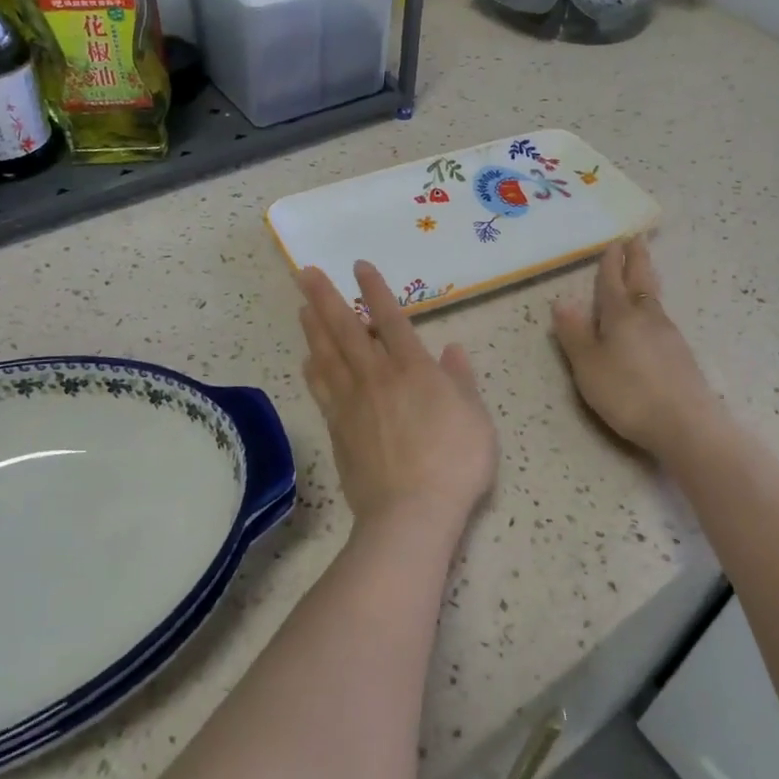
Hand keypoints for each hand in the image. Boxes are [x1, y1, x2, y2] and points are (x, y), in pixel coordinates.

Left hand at [297, 261, 498, 536]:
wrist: (411, 512)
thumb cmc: (455, 462)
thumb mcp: (476, 417)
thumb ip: (461, 380)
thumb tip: (452, 349)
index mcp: (413, 369)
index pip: (391, 319)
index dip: (375, 290)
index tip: (359, 266)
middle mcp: (377, 377)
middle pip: (346, 329)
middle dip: (326, 297)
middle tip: (305, 272)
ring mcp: (352, 402)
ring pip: (327, 355)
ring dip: (314, 328)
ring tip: (302, 307)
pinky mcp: (338, 428)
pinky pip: (321, 391)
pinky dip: (312, 371)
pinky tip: (306, 361)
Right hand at [552, 237, 726, 463]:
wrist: (686, 425)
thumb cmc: (628, 393)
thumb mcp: (589, 366)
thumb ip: (575, 334)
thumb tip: (562, 301)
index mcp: (620, 316)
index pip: (612, 282)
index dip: (610, 263)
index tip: (613, 242)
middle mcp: (647, 317)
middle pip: (641, 281)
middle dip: (636, 260)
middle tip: (636, 239)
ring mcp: (668, 335)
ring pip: (653, 299)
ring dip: (646, 280)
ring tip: (642, 271)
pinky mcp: (681, 355)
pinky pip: (660, 317)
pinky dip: (652, 305)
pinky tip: (651, 316)